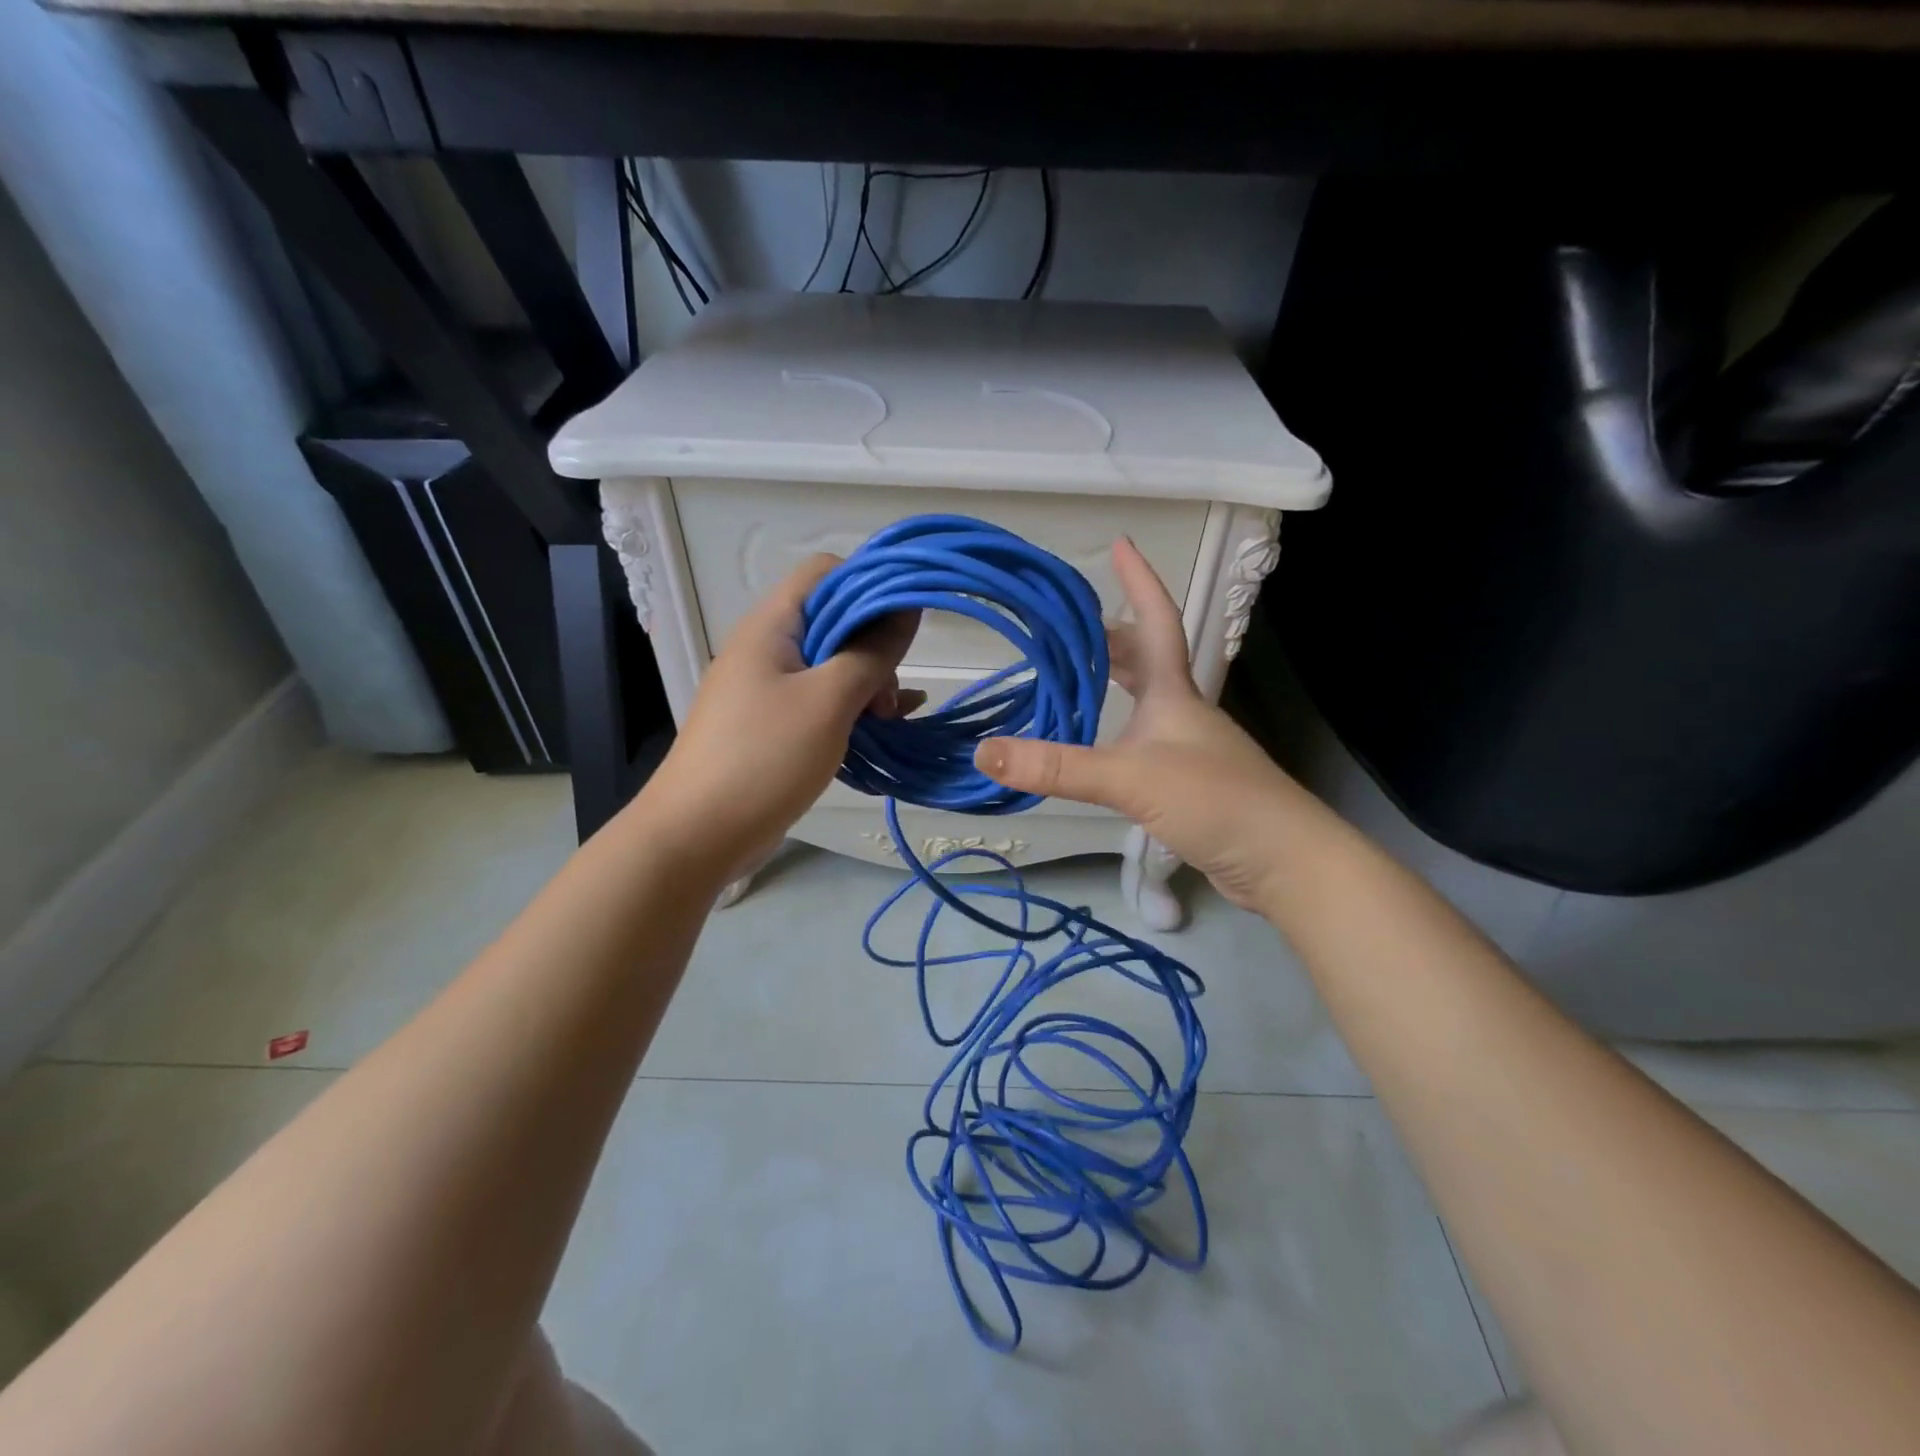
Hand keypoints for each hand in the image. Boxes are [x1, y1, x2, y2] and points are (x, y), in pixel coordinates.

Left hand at [642, 555, 920, 881]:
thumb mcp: (829, 701)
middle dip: (873, 647)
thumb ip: (872, 653)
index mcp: (771, 625)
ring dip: (866, 682)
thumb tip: (907, 610)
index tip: (905, 621)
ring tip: (888, 720)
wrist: (697, 834)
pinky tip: (885, 727)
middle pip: (832, 619)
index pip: (825, 572)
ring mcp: (765, 687)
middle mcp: (766, 646)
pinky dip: (851, 707)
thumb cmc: (764, 757)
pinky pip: (819, 700)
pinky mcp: (770, 723)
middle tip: (889, 694)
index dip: (869, 585)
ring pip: (830, 664)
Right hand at [973, 537, 1307, 910]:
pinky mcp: (1190, 784)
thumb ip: (1057, 768)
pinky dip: (1117, 732)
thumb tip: (983, 754)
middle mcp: (1183, 712)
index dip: (1139, 581)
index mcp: (1174, 693)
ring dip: (1114, 685)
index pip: (1158, 620)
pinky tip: (1100, 749)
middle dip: (1111, 638)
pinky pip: (1145, 742)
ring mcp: (1190, 749)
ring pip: (1146, 702)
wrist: (1283, 861)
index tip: (1121, 543)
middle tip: (1069, 629)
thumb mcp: (1128, 778)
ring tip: (1074, 682)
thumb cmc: (1213, 800)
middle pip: (1147, 660)